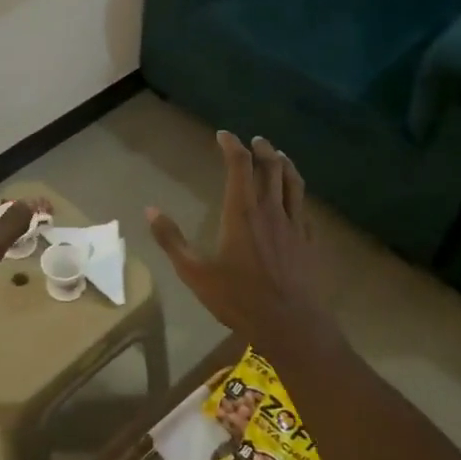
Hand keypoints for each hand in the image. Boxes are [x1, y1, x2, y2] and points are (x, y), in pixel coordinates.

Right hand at [147, 133, 343, 360]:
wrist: (290, 324)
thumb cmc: (238, 299)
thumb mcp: (195, 273)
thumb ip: (172, 240)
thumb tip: (150, 211)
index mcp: (242, 213)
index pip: (239, 165)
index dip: (232, 145)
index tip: (224, 135)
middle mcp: (271, 210)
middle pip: (271, 167)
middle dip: (262, 149)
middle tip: (255, 141)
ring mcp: (295, 225)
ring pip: (294, 182)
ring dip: (285, 164)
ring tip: (279, 156)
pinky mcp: (310, 241)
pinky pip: (305, 208)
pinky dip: (297, 194)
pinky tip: (295, 201)